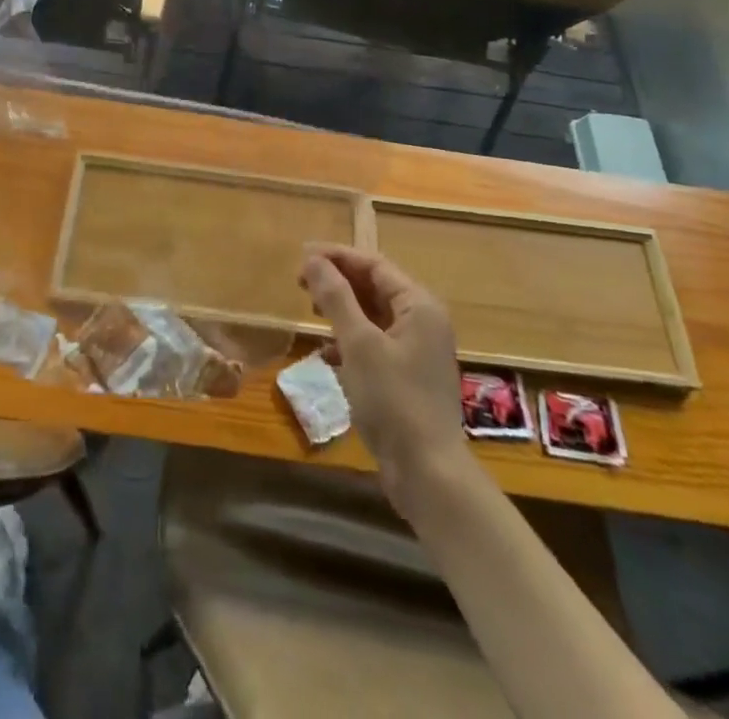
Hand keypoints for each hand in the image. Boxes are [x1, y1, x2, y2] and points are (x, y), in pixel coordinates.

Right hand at [300, 246, 469, 511]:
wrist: (428, 473)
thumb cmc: (394, 400)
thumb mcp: (359, 344)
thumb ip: (336, 297)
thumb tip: (313, 259)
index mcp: (419, 305)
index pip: (374, 265)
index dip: (337, 257)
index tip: (301, 256)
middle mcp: (423, 321)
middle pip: (375, 287)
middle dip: (337, 282)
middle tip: (300, 281)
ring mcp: (418, 350)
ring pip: (374, 315)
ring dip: (342, 309)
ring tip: (310, 309)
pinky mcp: (408, 376)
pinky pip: (376, 343)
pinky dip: (350, 341)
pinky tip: (327, 353)